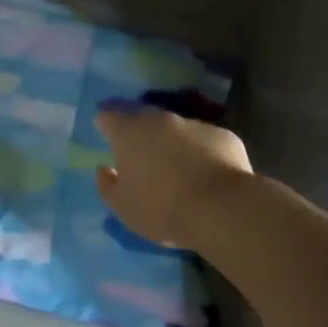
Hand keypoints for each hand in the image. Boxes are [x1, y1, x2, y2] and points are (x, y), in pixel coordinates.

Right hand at [95, 108, 253, 250]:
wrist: (222, 209)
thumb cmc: (162, 209)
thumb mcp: (124, 208)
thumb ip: (107, 186)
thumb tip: (104, 169)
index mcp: (129, 133)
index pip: (108, 117)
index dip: (105, 125)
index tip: (106, 135)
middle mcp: (159, 120)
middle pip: (143, 118)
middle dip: (140, 133)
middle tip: (142, 156)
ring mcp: (193, 124)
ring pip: (176, 129)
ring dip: (173, 143)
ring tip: (178, 170)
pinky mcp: (223, 135)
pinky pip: (206, 141)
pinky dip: (203, 152)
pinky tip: (208, 176)